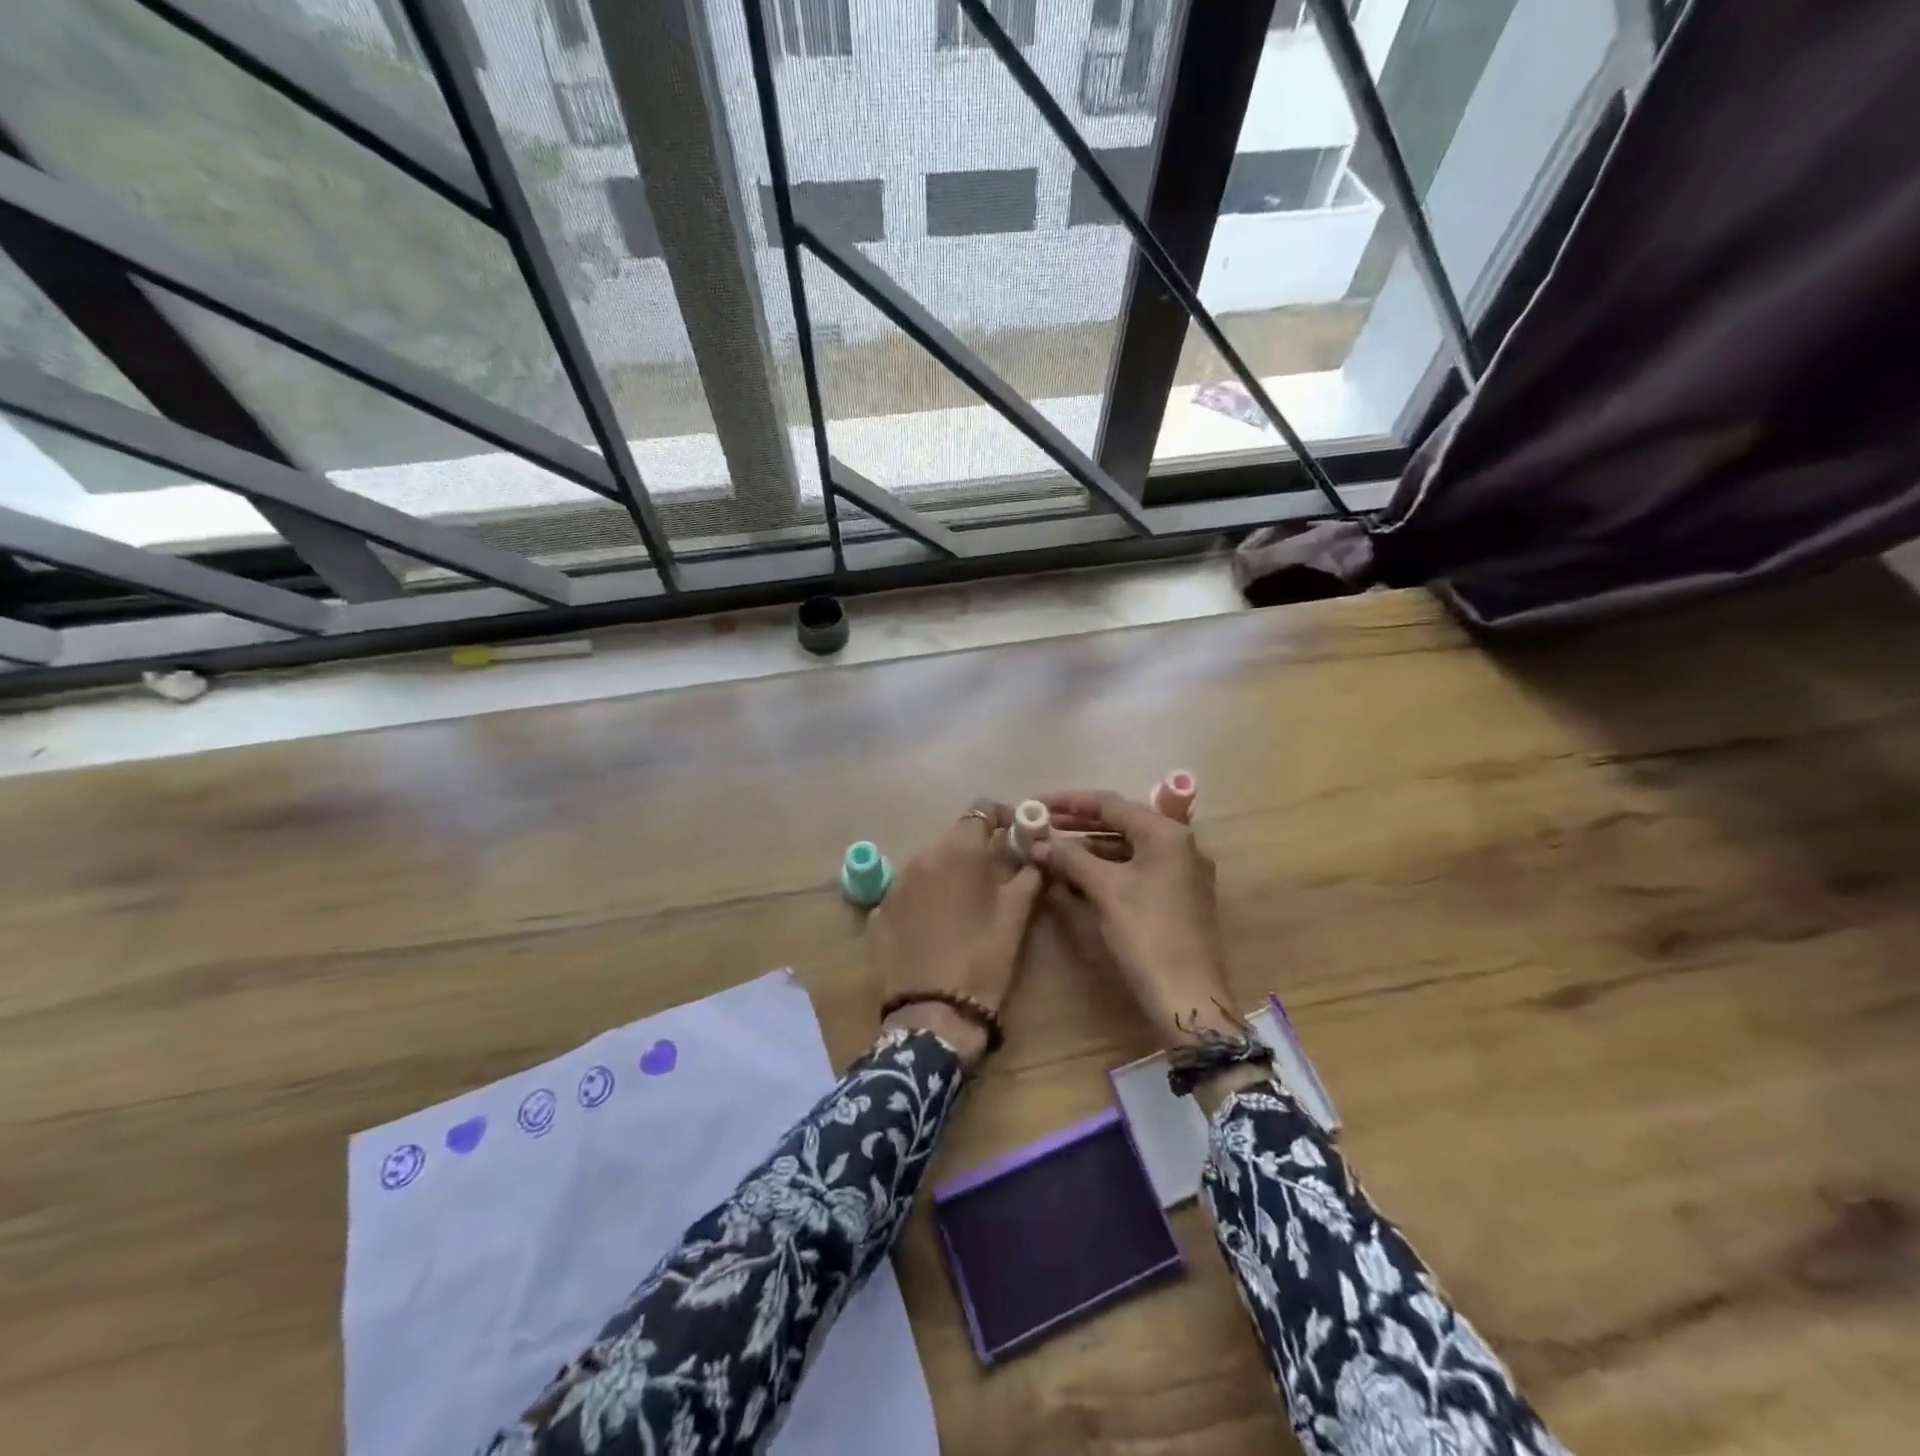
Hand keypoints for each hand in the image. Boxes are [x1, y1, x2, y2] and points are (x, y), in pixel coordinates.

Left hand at [870, 800, 1044, 1068]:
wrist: (932, 1013)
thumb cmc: (982, 960)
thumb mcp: (1015, 917)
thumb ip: (1027, 876)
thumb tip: (1036, 855)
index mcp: (958, 852)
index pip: (981, 810)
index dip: (1002, 817)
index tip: (1016, 835)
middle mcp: (922, 857)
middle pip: (954, 838)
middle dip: (977, 849)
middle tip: (997, 875)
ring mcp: (897, 884)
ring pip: (930, 864)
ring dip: (950, 873)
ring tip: (966, 903)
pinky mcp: (881, 910)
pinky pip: (910, 890)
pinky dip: (927, 896)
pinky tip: (938, 924)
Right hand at [1032, 790, 1240, 1045]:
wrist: (1188, 995)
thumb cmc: (1147, 934)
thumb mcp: (1105, 890)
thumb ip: (1070, 858)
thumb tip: (1038, 841)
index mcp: (1166, 834)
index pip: (1111, 804)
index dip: (1070, 802)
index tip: (1037, 804)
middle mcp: (1178, 845)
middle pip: (1120, 823)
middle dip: (1078, 824)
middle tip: (1041, 825)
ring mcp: (1180, 871)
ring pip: (1127, 848)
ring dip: (1090, 848)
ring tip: (1052, 850)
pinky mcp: (1175, 896)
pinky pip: (1135, 869)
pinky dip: (1106, 868)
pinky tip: (1077, 875)